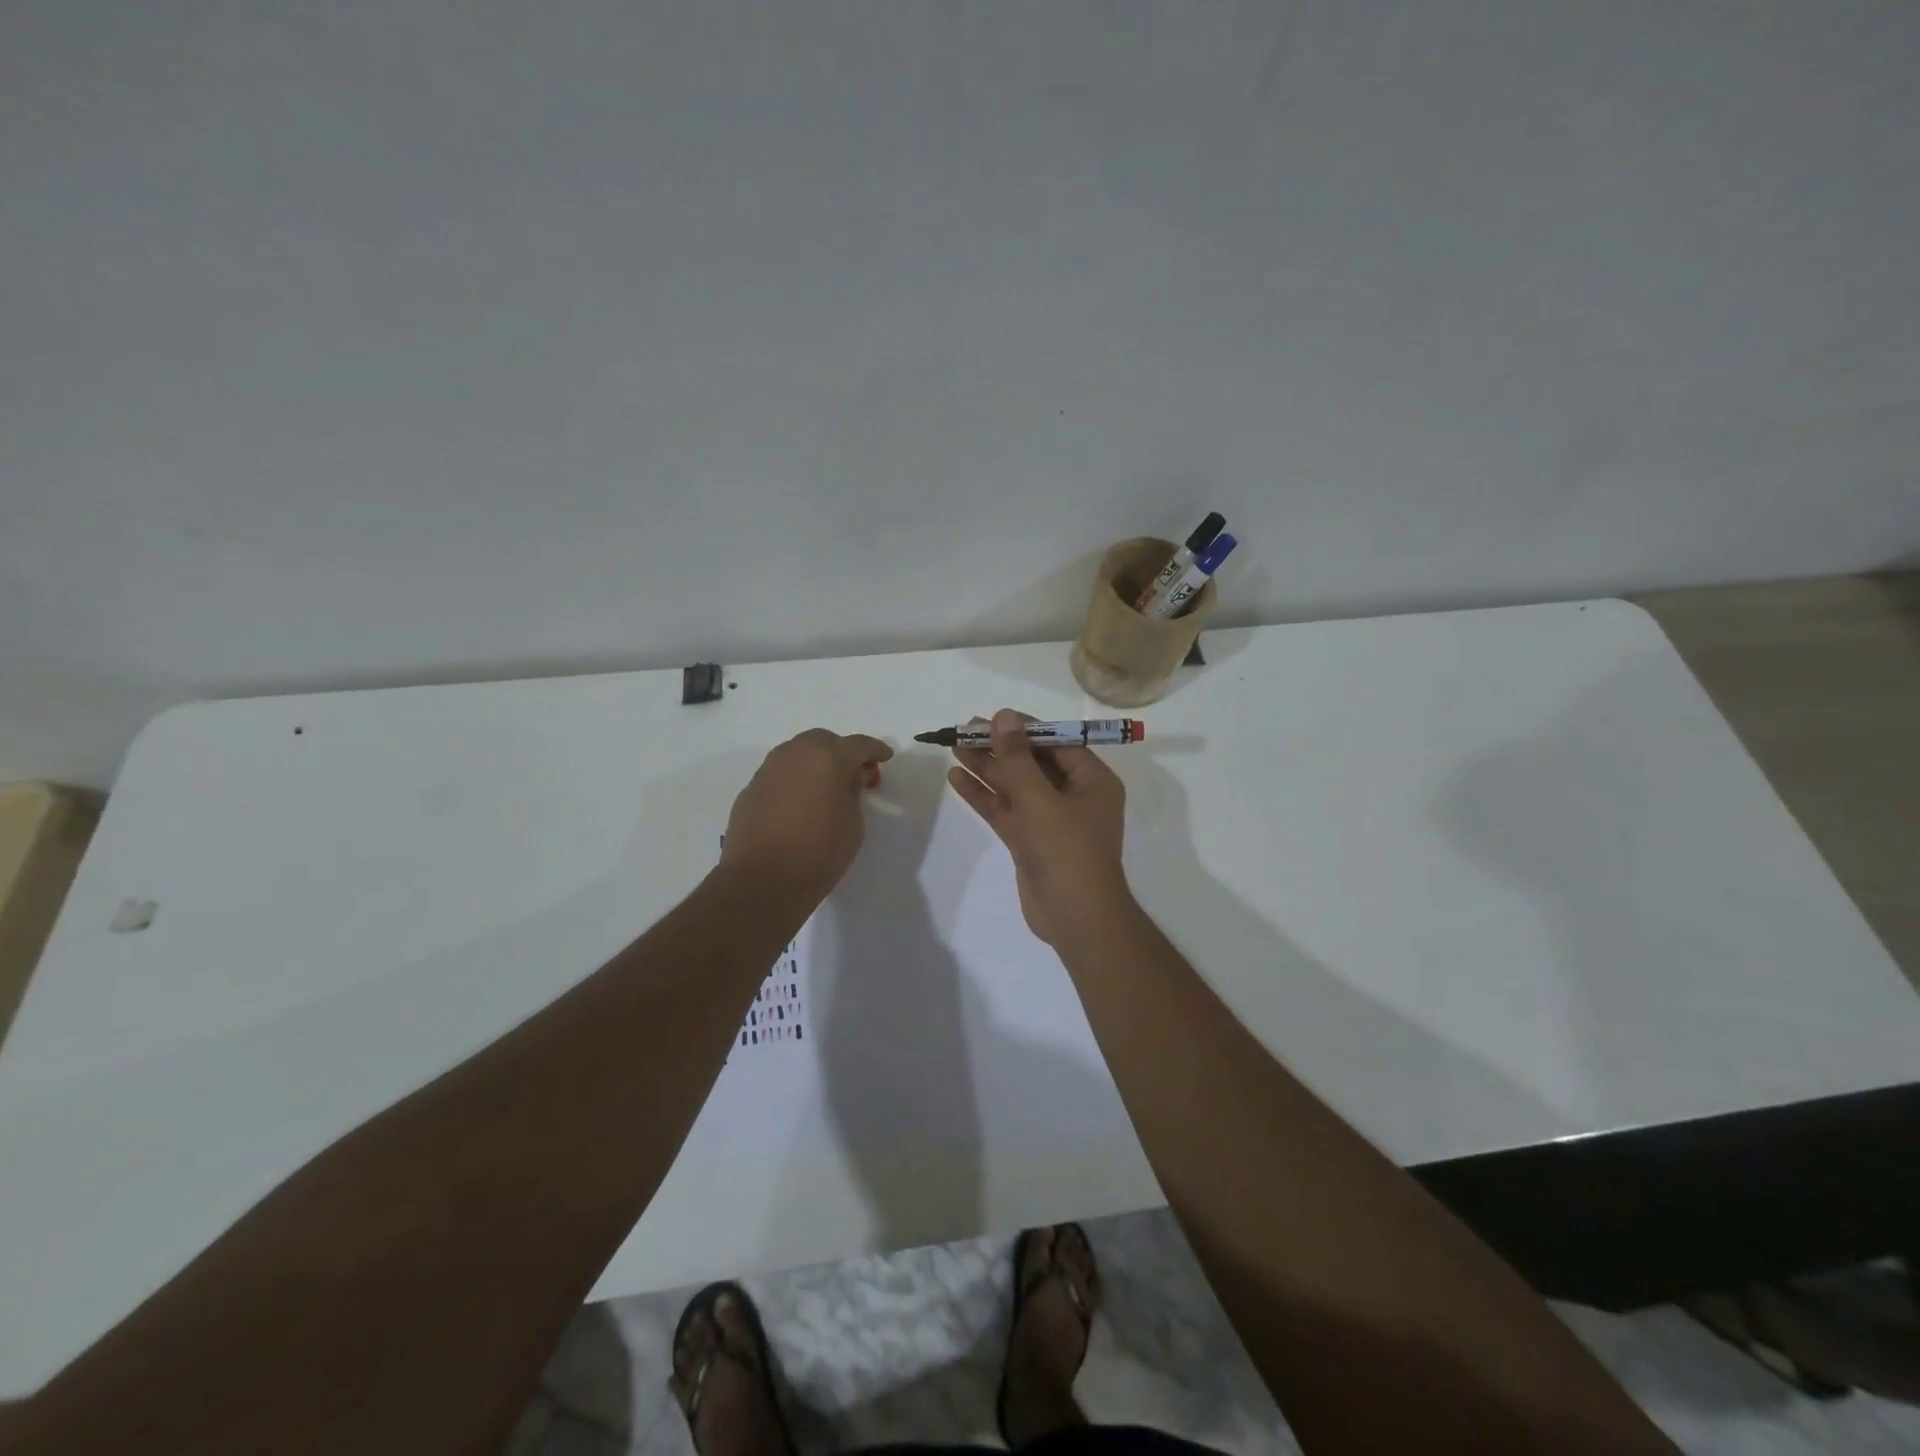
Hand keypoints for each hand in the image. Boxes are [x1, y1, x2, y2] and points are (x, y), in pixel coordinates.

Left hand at [721, 729, 893, 905]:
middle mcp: (796, 754)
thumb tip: (849, 777)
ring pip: (797, 753)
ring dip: (815, 763)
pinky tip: (799, 803)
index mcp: (828, 759)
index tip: (885, 757)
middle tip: (854, 775)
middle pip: (824, 741)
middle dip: (841, 752)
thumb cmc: (819, 853)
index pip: (858, 744)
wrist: (762, 880)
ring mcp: (769, 769)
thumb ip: (854, 792)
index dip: (875, 749)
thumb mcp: (853, 824)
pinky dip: (794, 779)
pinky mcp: (751, 788)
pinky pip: (780, 773)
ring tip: (825, 788)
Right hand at [946, 709, 1132, 945]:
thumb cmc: (1067, 850)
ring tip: (954, 747)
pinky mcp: (1030, 841)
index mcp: (1092, 780)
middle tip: (964, 731)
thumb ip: (1018, 758)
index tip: (992, 717)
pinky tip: (957, 778)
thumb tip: (1003, 717)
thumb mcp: (1040, 799)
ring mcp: (1050, 820)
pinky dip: (984, 795)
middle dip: (1000, 747)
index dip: (1023, 728)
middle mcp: (1073, 795)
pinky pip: (1006, 810)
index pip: (1056, 742)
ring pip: (1015, 786)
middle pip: (1032, 762)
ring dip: (987, 768)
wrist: (1076, 918)